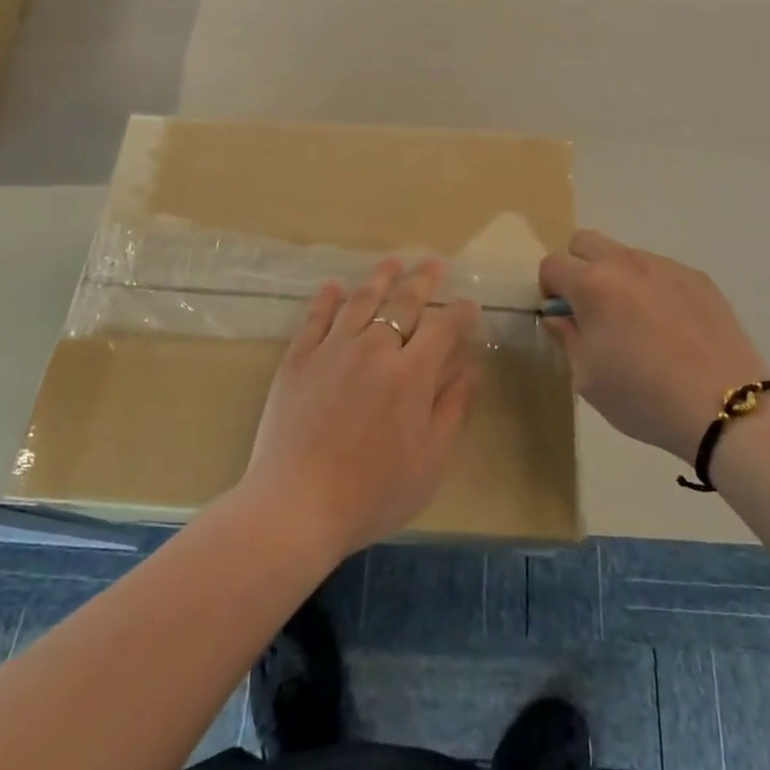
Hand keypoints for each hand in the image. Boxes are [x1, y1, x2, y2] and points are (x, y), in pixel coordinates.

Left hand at [244, 259, 481, 560]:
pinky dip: (327, 298)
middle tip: (433, 264)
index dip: (459, 313)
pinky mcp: (298, 358)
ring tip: (392, 262)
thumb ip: (453, 408)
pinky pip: (316, 317)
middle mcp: (373, 349)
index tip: (469, 304)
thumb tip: (473, 367)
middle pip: (403, 302)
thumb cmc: (372, 493)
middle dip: (422, 280)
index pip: (442, 327)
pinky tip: (334, 286)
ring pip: (361, 300)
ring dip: (380, 278)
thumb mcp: (429, 461)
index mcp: (411, 374)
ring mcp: (332, 349)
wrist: (295, 506)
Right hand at [540, 232, 769, 465]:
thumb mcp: (587, 378)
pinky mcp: (698, 277)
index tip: (564, 318)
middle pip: (585, 242)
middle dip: (578, 267)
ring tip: (638, 323)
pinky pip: (661, 270)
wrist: (725, 405)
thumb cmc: (644, 397)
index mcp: (592, 284)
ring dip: (618, 277)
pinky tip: (671, 328)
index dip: (550, 289)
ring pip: (625, 254)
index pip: (552, 264)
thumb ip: (566, 337)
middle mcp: (626, 262)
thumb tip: (558, 315)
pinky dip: (654, 288)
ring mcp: (665, 266)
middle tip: (593, 309)